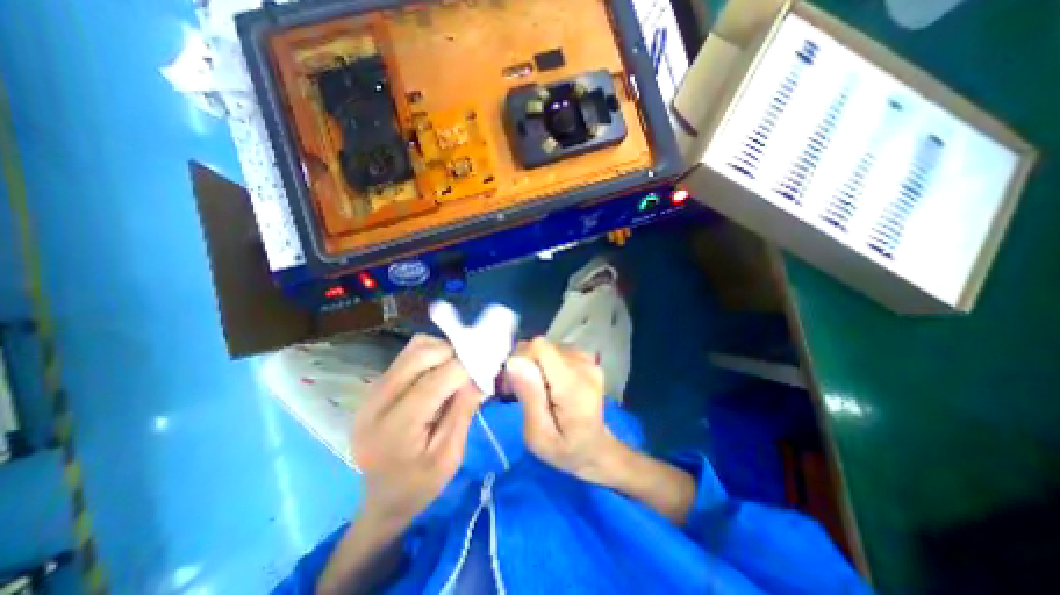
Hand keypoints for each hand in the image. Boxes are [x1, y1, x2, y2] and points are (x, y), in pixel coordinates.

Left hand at [353, 335, 482, 524]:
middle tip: (473, 366)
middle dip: (453, 353)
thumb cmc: (420, 485)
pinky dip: (431, 355)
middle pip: (420, 355)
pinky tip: (441, 372)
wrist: (382, 499)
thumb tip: (480, 374)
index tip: (487, 364)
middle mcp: (376, 402)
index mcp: (395, 429)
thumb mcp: (450, 456)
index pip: (434, 382)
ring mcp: (371, 391)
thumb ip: (464, 411)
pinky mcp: (375, 385)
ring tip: (457, 368)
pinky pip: (408, 355)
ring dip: (442, 351)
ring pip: (413, 349)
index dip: (464, 367)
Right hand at [505, 336, 621, 479]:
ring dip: (534, 363)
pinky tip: (547, 383)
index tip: (513, 383)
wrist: (597, 449)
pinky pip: (556, 351)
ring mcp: (588, 360)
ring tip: (535, 389)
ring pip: (547, 347)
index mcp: (573, 384)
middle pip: (542, 346)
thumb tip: (514, 361)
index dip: (520, 358)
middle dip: (524, 363)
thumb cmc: (565, 450)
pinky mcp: (586, 359)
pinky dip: (545, 363)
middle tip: (519, 390)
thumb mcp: (539, 436)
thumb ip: (529, 397)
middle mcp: (583, 364)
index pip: (540, 347)